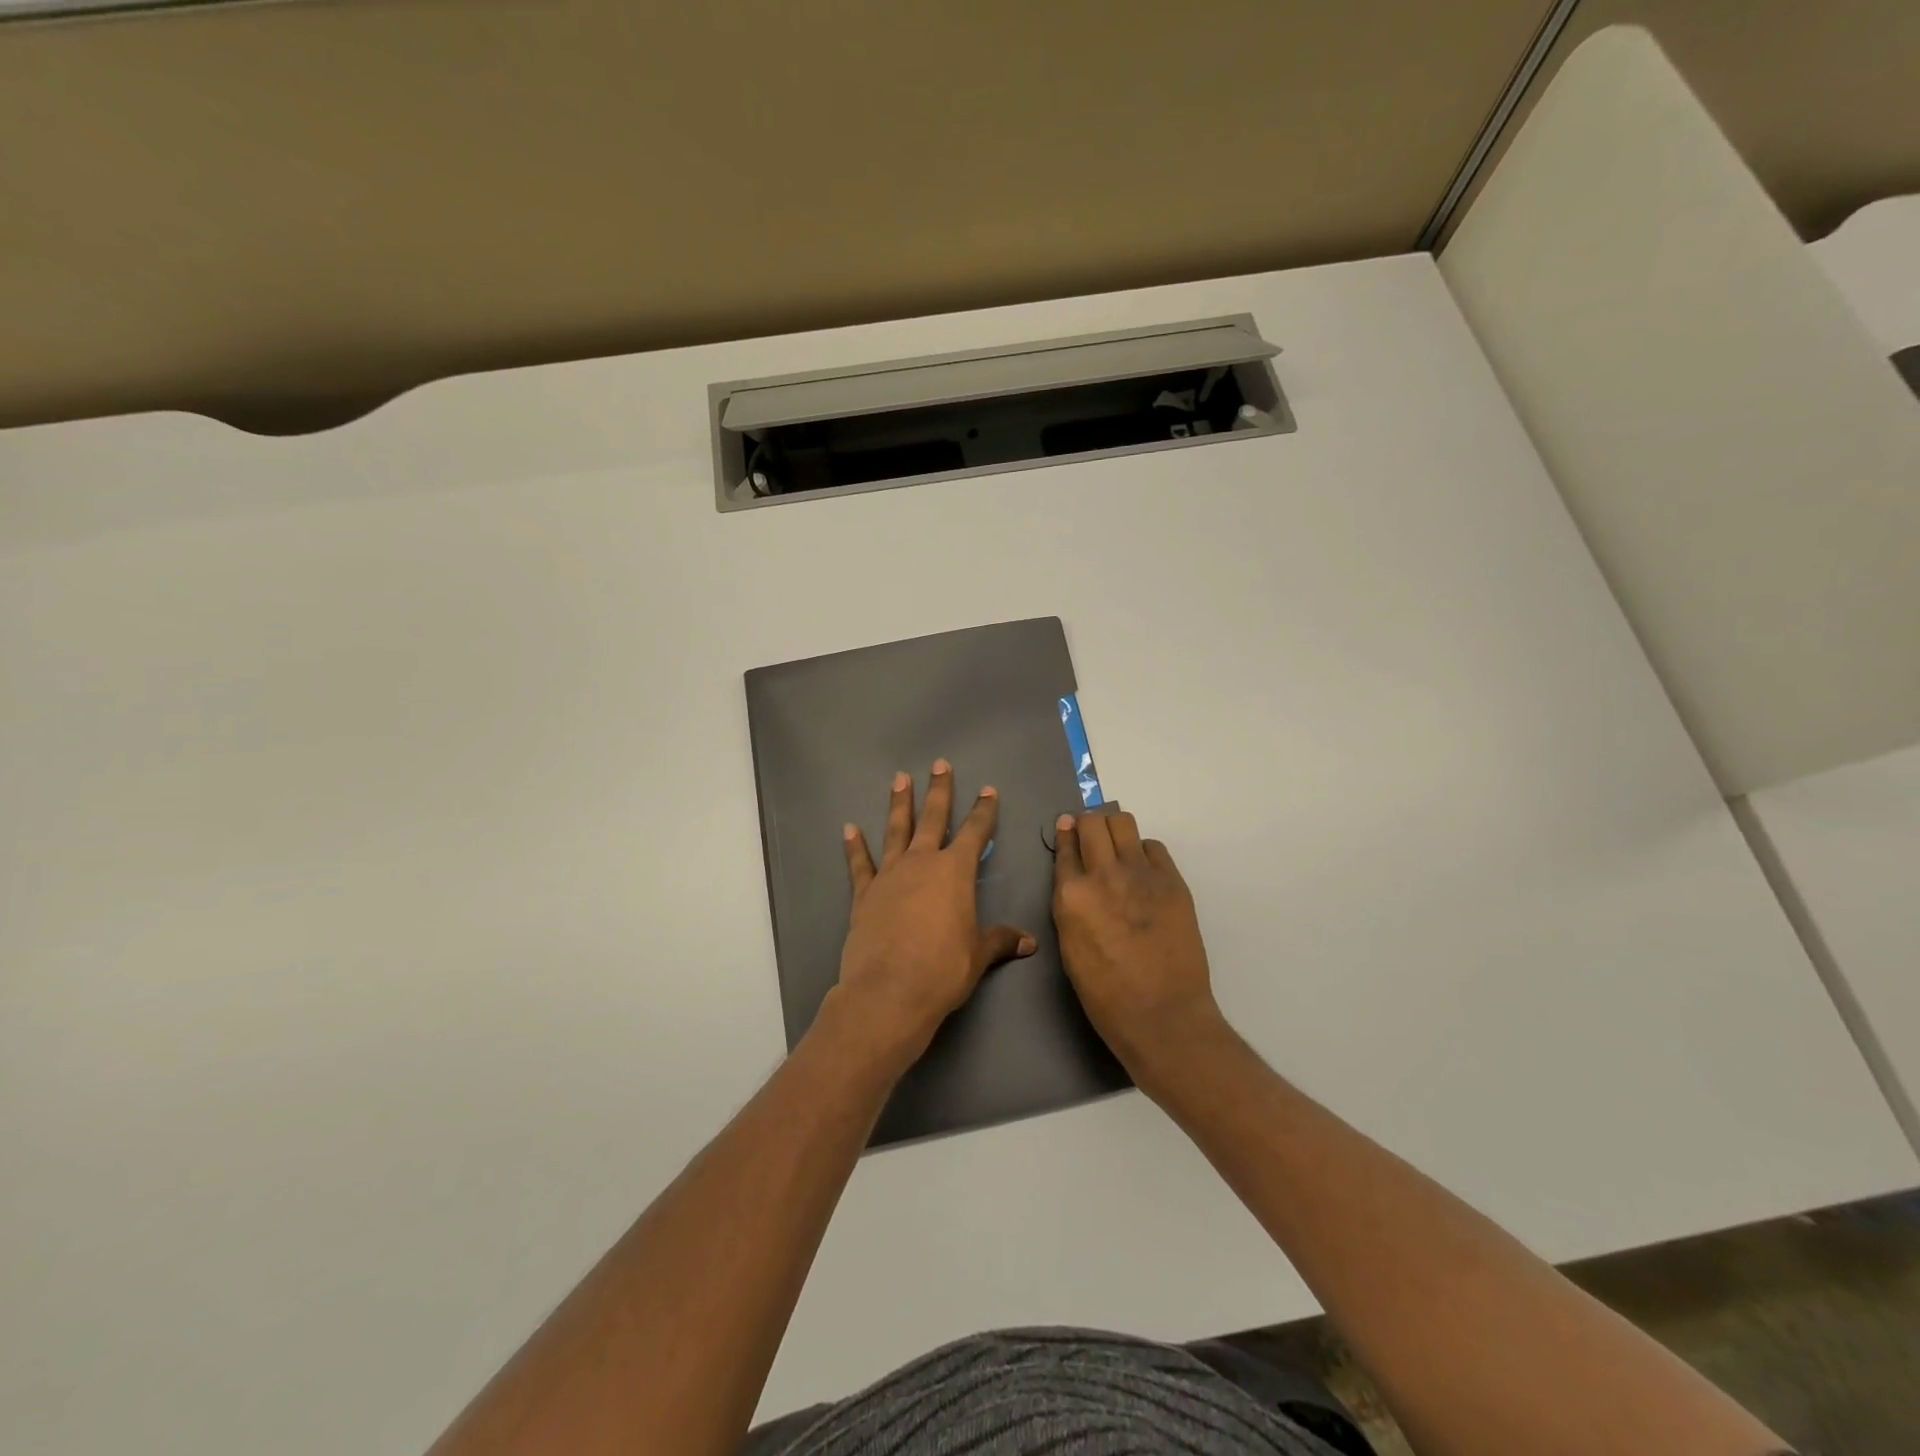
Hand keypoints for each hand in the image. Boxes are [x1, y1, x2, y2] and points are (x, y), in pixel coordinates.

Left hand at [832, 761, 1036, 1065]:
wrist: (889, 992)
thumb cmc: (942, 970)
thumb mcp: (978, 955)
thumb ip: (1000, 941)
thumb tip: (1029, 942)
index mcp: (955, 872)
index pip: (975, 832)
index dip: (983, 811)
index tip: (988, 790)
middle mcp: (922, 863)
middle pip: (932, 818)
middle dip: (938, 791)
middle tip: (939, 764)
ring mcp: (889, 875)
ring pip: (896, 830)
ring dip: (899, 804)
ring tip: (899, 779)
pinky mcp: (864, 894)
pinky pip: (860, 864)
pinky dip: (855, 847)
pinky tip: (849, 829)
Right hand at [1052, 811, 1222, 1082]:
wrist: (1161, 1014)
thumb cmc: (1105, 993)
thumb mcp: (1069, 945)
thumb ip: (1069, 904)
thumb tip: (1075, 879)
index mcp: (1071, 895)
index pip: (1065, 845)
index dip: (1065, 834)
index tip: (1067, 829)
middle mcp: (1103, 874)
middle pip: (1092, 823)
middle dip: (1088, 824)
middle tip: (1092, 837)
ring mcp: (1141, 874)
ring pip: (1123, 823)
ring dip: (1115, 830)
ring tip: (1118, 847)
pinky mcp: (1172, 881)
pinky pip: (1153, 847)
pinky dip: (1144, 851)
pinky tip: (1143, 871)